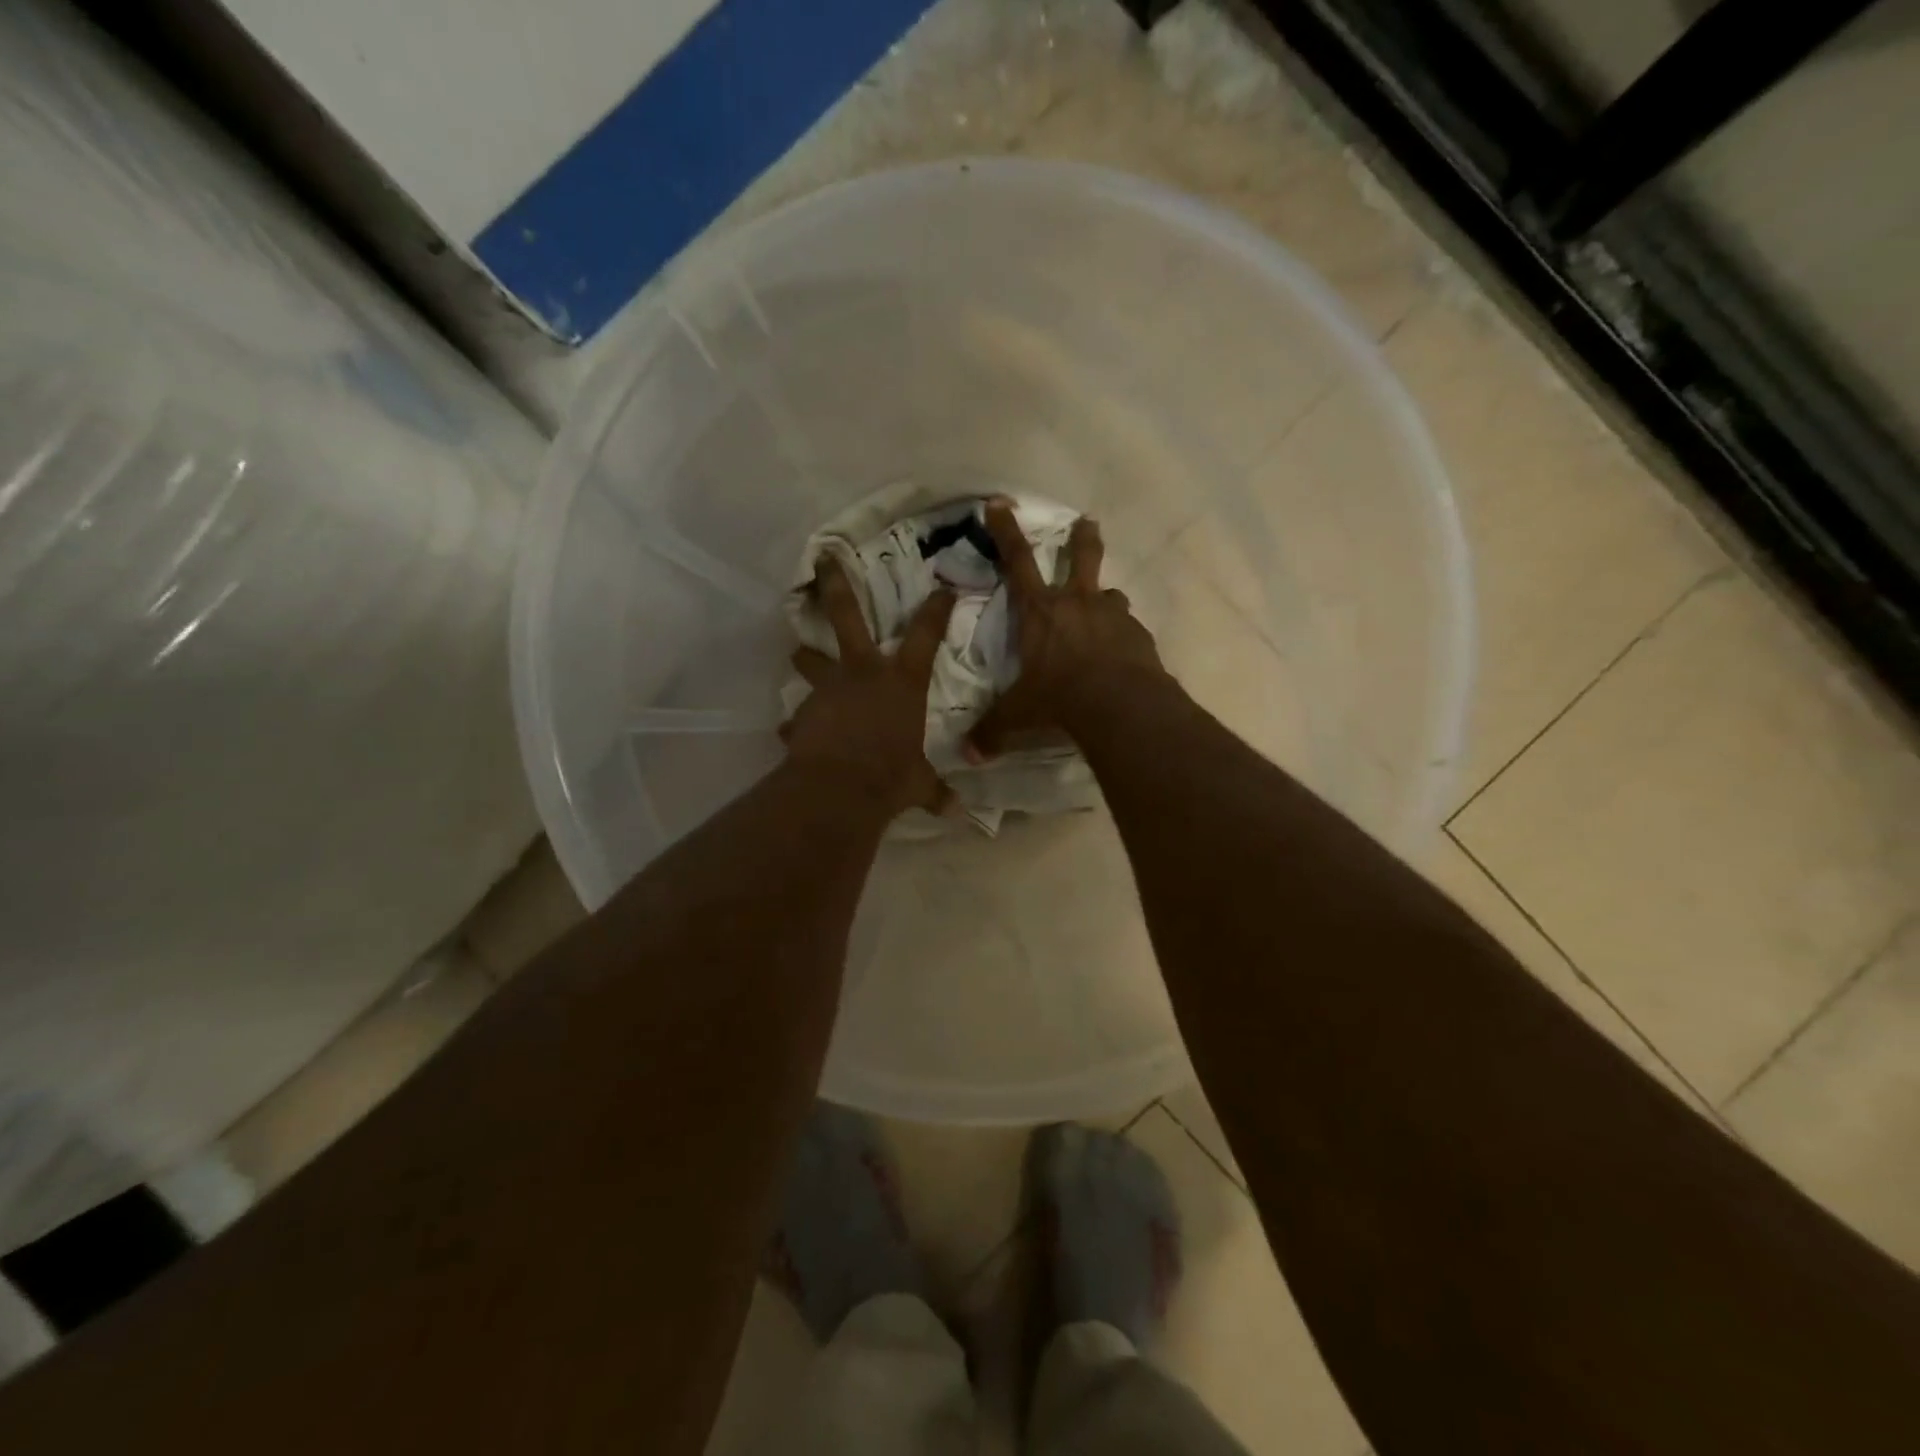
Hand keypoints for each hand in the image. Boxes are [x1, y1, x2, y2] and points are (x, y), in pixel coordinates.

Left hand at [784, 557, 957, 816]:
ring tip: (798, 654)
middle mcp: (862, 674)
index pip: (925, 635)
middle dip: (834, 584)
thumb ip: (934, 791)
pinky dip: (799, 725)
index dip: (936, 609)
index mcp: (901, 682)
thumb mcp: (918, 784)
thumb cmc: (890, 777)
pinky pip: (799, 718)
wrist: (838, 791)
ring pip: (811, 662)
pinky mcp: (803, 715)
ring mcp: (828, 690)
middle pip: (845, 615)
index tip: (943, 588)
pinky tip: (795, 733)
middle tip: (822, 558)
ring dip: (805, 658)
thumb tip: (958, 812)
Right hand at [965, 499, 1163, 761]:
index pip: (1016, 562)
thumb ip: (993, 731)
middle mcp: (1077, 604)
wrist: (1118, 705)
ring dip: (1106, 599)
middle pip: (1081, 558)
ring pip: (1111, 594)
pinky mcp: (1140, 636)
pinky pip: (1130, 629)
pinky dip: (1124, 636)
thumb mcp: (1018, 715)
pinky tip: (1124, 654)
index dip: (1006, 531)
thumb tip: (968, 755)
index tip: (1001, 503)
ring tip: (1105, 610)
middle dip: (1082, 539)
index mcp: (1040, 612)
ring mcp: (1113, 617)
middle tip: (1088, 523)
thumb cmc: (1057, 699)